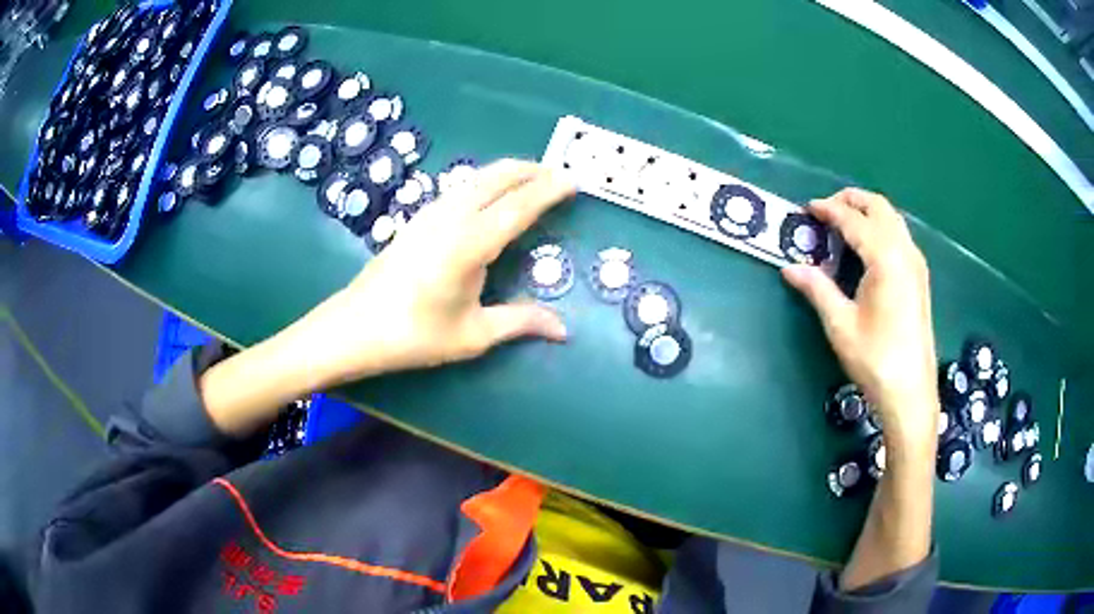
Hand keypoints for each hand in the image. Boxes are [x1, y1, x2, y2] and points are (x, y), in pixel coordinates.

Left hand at [311, 159, 575, 383]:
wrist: (354, 328)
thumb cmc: (414, 335)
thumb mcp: (473, 335)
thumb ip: (521, 322)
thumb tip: (563, 330)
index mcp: (470, 244)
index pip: (519, 206)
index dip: (549, 190)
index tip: (573, 181)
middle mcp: (451, 217)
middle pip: (496, 177)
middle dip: (531, 170)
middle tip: (558, 175)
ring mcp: (430, 214)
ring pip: (476, 178)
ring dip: (507, 173)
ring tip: (531, 180)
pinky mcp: (417, 219)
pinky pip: (460, 188)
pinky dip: (485, 183)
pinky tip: (490, 198)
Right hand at [782, 188, 937, 452]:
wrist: (910, 391)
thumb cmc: (875, 359)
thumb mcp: (840, 325)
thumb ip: (817, 289)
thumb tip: (789, 268)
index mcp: (885, 258)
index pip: (853, 220)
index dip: (828, 209)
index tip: (808, 208)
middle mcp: (904, 251)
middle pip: (879, 207)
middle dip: (852, 200)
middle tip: (826, 208)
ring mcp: (916, 263)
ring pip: (892, 218)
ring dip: (868, 212)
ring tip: (844, 223)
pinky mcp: (919, 277)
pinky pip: (900, 235)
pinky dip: (881, 227)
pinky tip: (868, 247)